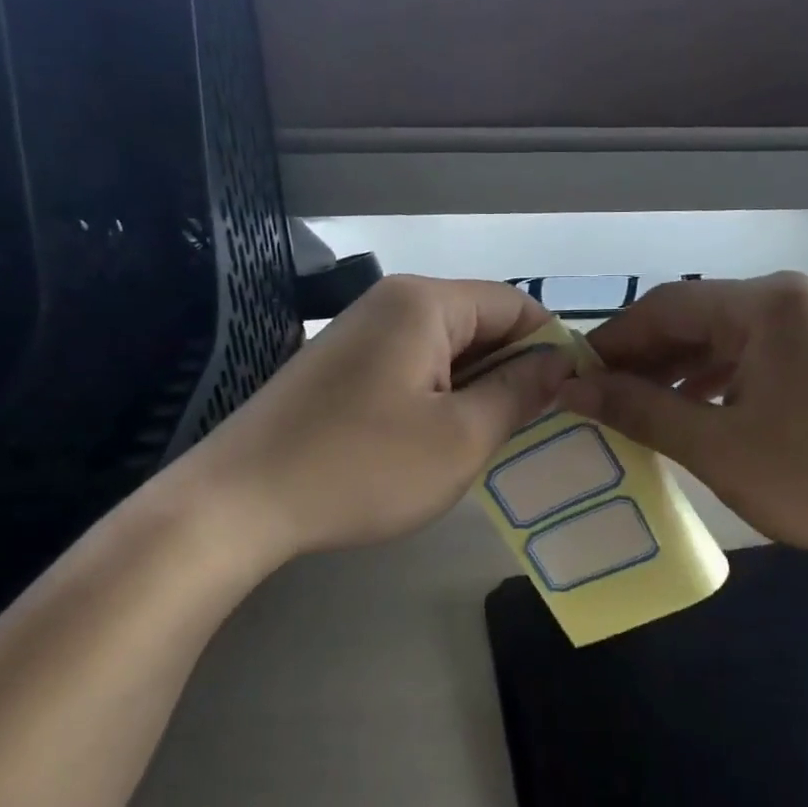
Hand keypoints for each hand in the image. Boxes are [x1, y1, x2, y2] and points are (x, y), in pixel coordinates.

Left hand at [166, 275, 574, 565]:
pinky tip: (439, 442)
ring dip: (476, 389)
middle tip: (535, 429)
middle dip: (513, 371)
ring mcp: (359, 334)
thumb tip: (559, 362)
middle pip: (478, 323)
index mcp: (424, 303)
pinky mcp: (339, 367)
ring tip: (491, 441)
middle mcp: (391, 303)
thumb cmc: (363, 467)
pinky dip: (438, 397)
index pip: (514, 304)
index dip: (550, 347)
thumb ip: (520, 393)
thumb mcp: (461, 437)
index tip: (569, 399)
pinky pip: (410, 368)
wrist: (239, 503)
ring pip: (445, 350)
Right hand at [558, 274, 807, 572]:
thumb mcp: (716, 446)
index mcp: (767, 303)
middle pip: (695, 317)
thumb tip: (572, 390)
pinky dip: (715, 380)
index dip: (614, 341)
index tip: (572, 376)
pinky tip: (690, 410)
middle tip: (598, 396)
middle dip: (644, 358)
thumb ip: (640, 410)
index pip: (666, 306)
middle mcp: (791, 297)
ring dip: (676, 370)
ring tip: (635, 407)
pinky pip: (753, 356)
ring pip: (723, 338)